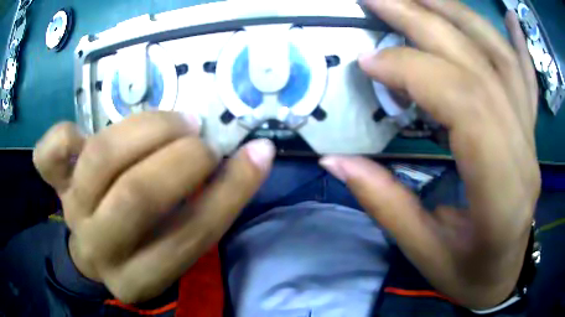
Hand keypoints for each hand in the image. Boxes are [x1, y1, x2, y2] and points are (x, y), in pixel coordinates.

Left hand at [33, 112, 274, 302]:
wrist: (96, 248)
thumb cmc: (144, 245)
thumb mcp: (178, 243)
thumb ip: (209, 205)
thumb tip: (253, 155)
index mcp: (140, 277)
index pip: (190, 236)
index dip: (230, 191)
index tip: (257, 154)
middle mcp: (100, 248)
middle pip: (137, 197)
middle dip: (181, 158)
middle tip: (202, 138)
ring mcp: (71, 210)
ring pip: (100, 159)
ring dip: (146, 130)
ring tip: (174, 121)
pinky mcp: (54, 184)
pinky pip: (49, 154)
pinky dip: (65, 133)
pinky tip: (85, 132)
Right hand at [321, 0, 539, 308]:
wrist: (502, 276)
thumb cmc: (467, 274)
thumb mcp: (424, 253)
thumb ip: (385, 205)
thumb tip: (335, 161)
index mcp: (501, 194)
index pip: (467, 108)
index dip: (416, 72)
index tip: (370, 62)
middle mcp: (524, 154)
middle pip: (481, 69)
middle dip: (427, 22)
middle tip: (380, 0)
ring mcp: (531, 138)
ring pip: (504, 61)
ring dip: (462, 17)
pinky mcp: (531, 133)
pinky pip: (528, 79)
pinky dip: (518, 42)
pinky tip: (510, 16)